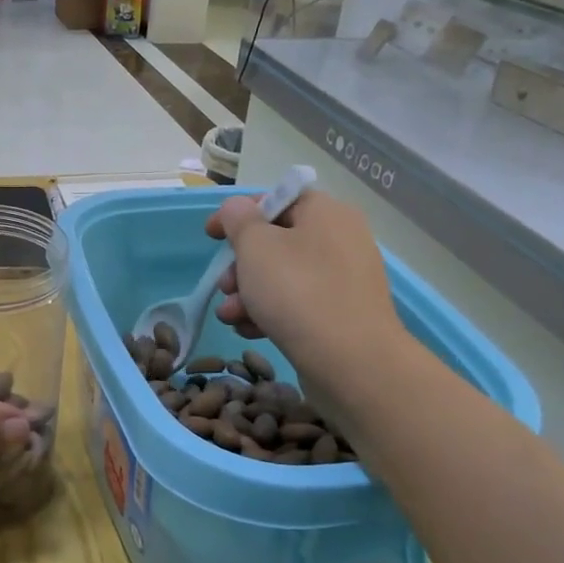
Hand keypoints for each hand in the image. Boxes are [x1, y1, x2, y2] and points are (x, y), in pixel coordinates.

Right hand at [204, 191, 403, 410]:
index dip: (239, 213)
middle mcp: (341, 239)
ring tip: (230, 316)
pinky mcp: (343, 315)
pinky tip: (251, 331)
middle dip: (241, 264)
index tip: (210, 235)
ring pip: (284, 276)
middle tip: (224, 286)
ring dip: (249, 293)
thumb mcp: (256, 247)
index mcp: (325, 213)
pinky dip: (271, 312)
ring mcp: (345, 280)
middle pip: (277, 241)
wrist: (353, 364)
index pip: (277, 199)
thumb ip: (239, 220)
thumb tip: (237, 209)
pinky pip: (299, 303)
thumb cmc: (298, 293)